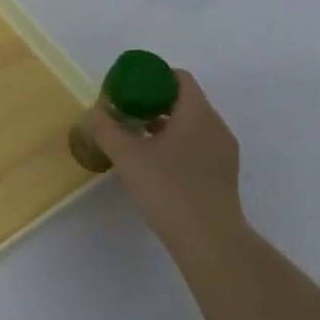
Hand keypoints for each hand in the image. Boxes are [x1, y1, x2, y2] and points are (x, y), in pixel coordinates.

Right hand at [82, 70, 242, 248]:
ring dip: (165, 126)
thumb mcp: (126, 156)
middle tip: (126, 115)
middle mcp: (216, 126)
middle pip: (185, 100)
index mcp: (197, 113)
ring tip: (137, 141)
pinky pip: (199, 145)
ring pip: (192, 125)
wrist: (210, 241)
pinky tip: (156, 166)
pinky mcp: (224, 175)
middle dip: (154, 103)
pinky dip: (178, 145)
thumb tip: (95, 112)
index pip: (179, 77)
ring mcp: (224, 152)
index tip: (128, 90)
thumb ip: (106, 128)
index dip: (152, 77)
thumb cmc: (168, 189)